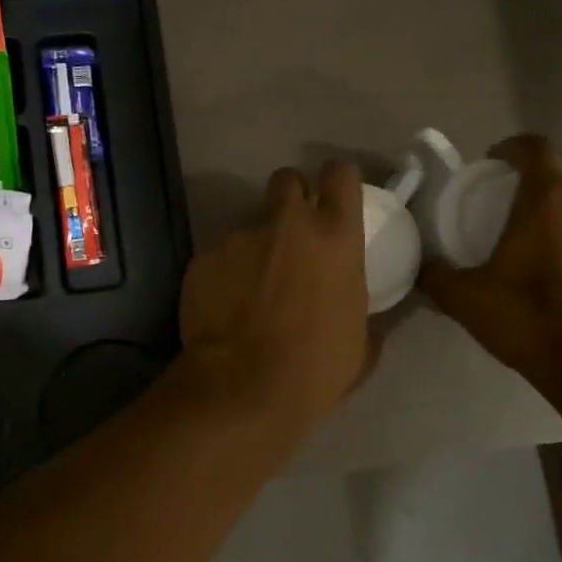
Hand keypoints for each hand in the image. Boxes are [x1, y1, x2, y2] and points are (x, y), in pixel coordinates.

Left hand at [176, 160, 371, 435]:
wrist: (242, 388)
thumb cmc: (315, 369)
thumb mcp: (359, 341)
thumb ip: (356, 306)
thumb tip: (352, 306)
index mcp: (334, 237)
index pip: (341, 173)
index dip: (338, 179)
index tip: (333, 195)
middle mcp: (285, 224)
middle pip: (286, 180)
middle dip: (290, 197)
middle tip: (289, 232)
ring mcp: (238, 237)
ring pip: (248, 226)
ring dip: (254, 247)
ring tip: (250, 289)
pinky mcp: (202, 258)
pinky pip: (218, 257)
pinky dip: (223, 274)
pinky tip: (223, 307)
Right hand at [420, 135, 561, 383]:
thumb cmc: (530, 318)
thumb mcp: (466, 299)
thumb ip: (437, 277)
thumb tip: (420, 268)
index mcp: (548, 201)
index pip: (536, 149)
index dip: (513, 147)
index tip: (492, 161)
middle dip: (546, 174)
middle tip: (517, 197)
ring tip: (541, 234)